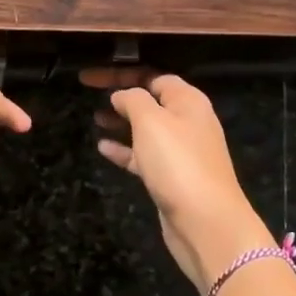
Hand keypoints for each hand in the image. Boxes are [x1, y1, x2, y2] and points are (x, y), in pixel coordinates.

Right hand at [80, 68, 272, 291]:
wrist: (206, 221)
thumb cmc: (178, 163)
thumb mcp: (151, 121)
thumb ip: (133, 100)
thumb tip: (121, 94)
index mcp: (188, 101)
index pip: (153, 76)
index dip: (121, 73)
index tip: (91, 78)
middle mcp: (188, 122)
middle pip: (150, 100)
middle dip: (121, 96)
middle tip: (89, 93)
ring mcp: (181, 151)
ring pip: (147, 128)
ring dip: (122, 122)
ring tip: (95, 119)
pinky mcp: (172, 177)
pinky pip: (144, 155)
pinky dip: (125, 150)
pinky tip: (102, 148)